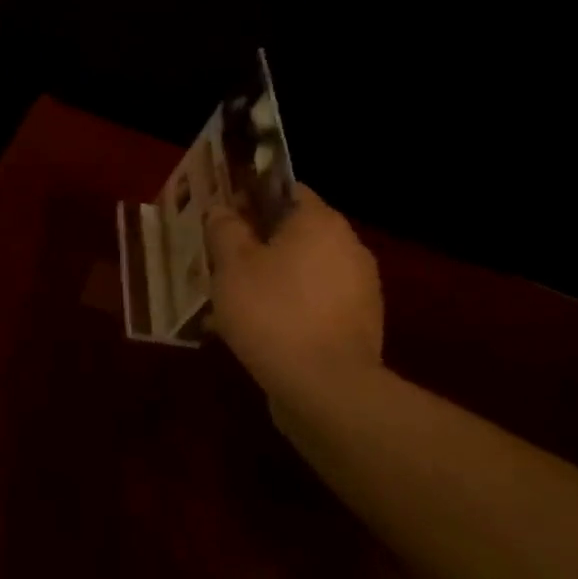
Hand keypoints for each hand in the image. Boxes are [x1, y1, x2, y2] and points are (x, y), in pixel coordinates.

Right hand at [206, 184, 384, 407]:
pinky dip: (286, 307)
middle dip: (256, 243)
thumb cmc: (272, 312)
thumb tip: (222, 210)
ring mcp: (359, 288)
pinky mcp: (357, 324)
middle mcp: (348, 247)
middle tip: (218, 259)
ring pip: (301, 270)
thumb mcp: (231, 266)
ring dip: (269, 278)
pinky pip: (312, 303)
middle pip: (294, 232)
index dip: (251, 197)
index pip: (286, 190)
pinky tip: (255, 329)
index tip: (222, 215)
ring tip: (229, 300)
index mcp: (319, 223)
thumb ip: (225, 230)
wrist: (326, 388)